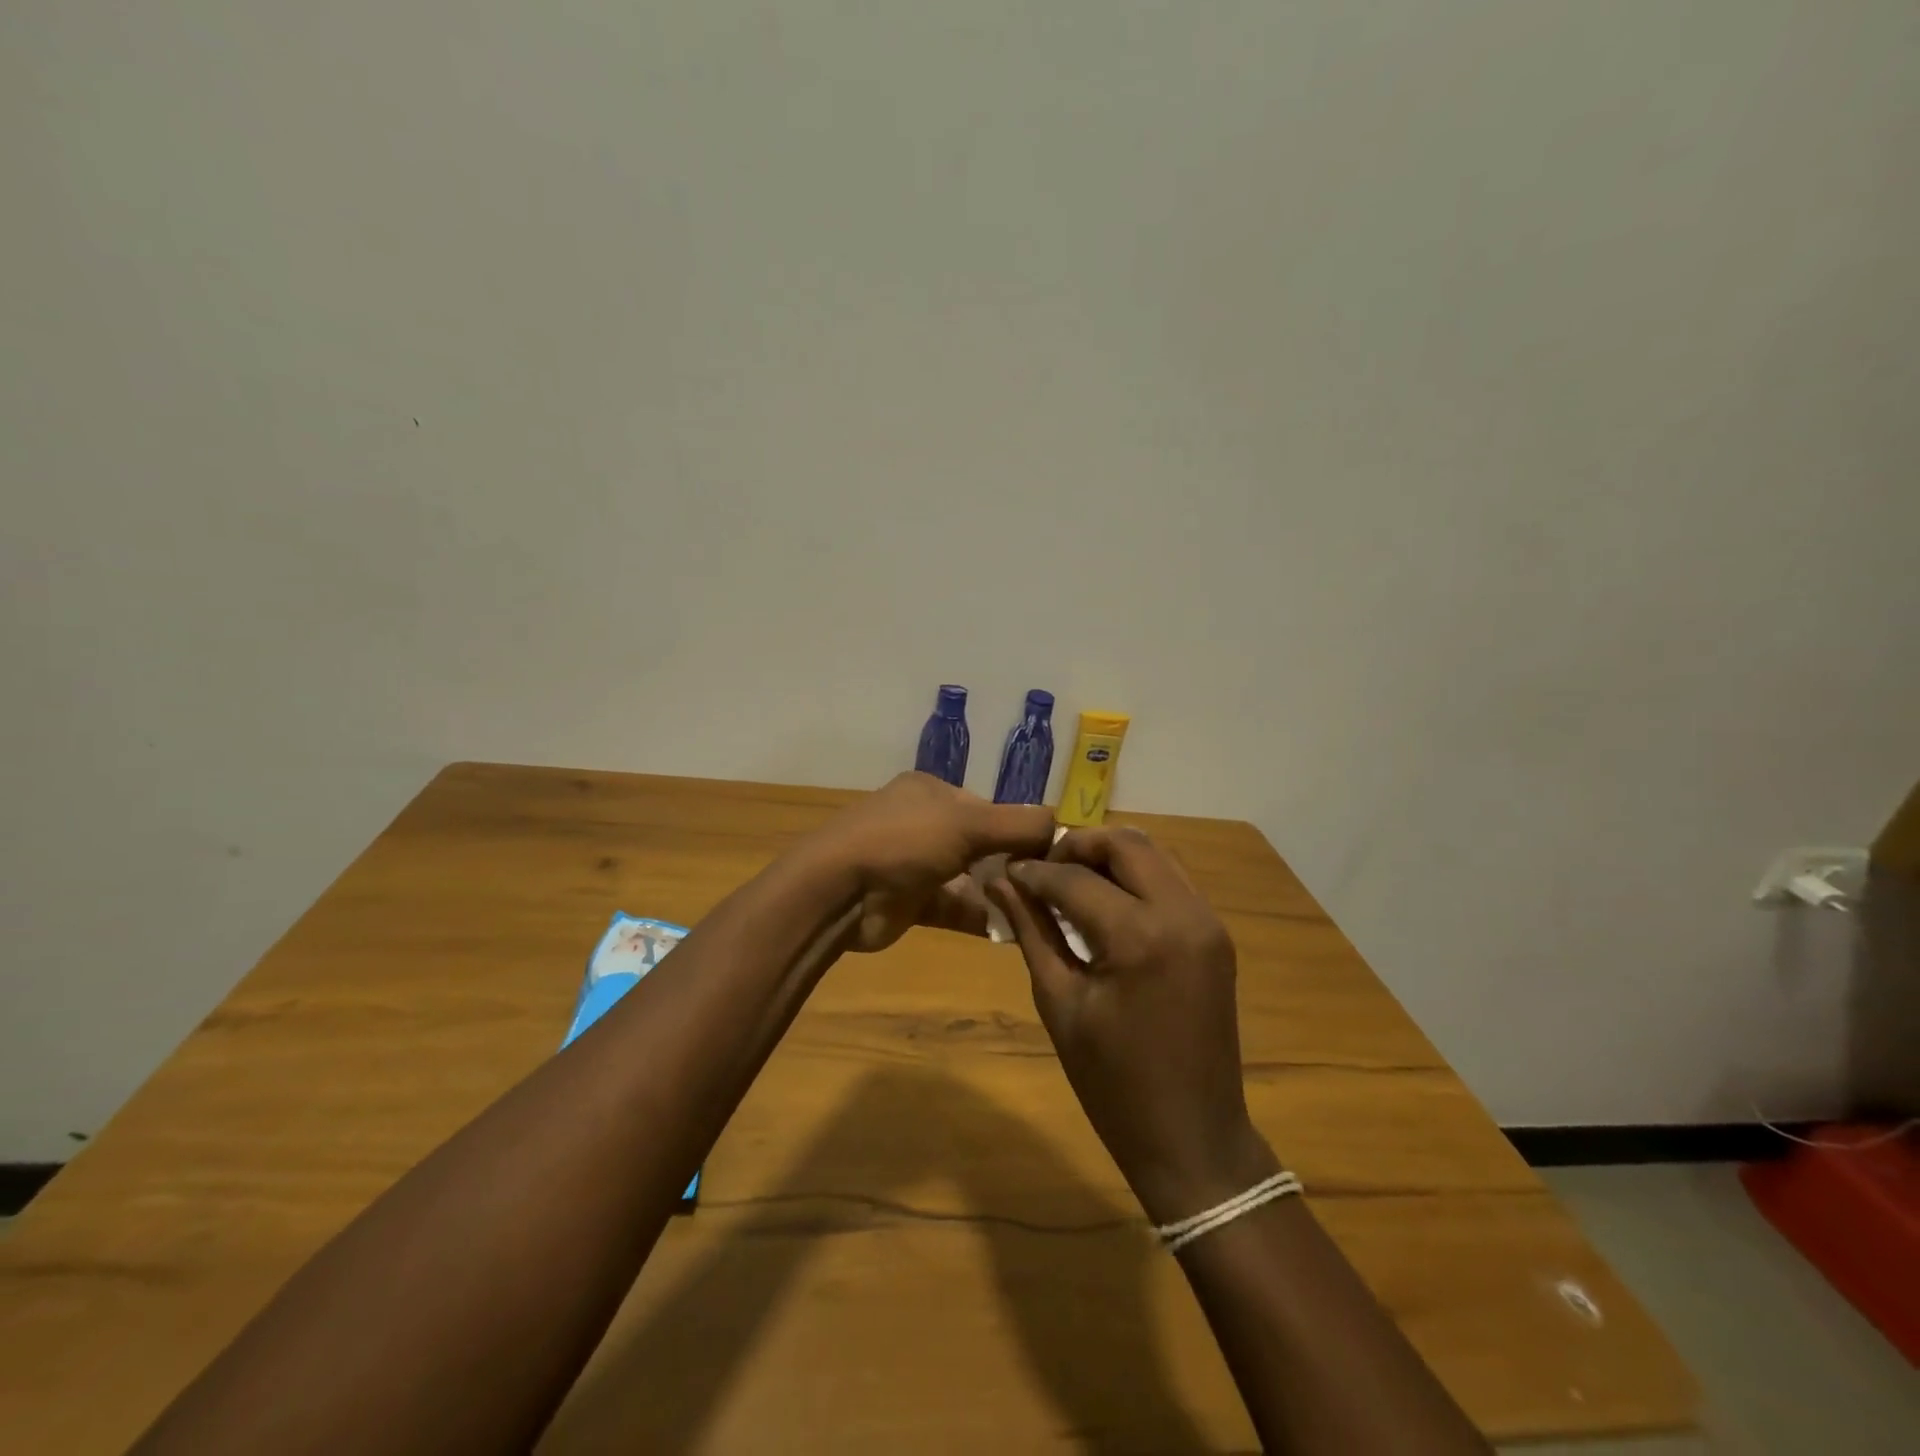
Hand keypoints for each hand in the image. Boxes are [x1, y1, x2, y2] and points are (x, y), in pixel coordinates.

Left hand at [806, 773, 1054, 951]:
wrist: (837, 893)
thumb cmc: (903, 842)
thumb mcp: (967, 823)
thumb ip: (1018, 824)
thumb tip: (1063, 824)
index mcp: (931, 792)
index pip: (989, 807)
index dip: (1020, 829)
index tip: (1053, 855)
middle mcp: (923, 823)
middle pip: (981, 843)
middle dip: (1012, 864)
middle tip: (1051, 888)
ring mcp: (914, 863)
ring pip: (969, 877)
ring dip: (1000, 893)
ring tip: (1042, 912)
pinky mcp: (910, 902)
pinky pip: (955, 906)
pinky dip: (981, 916)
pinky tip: (1014, 931)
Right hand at [987, 826, 1278, 1222]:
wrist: (1193, 1138)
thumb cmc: (1113, 1083)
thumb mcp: (1060, 1003)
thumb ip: (1032, 931)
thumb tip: (999, 882)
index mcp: (1140, 936)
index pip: (1074, 879)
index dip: (1033, 872)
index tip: (1005, 872)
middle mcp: (1182, 913)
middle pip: (1124, 844)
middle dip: (1076, 846)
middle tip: (1040, 869)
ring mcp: (1207, 921)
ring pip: (1152, 854)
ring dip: (1107, 857)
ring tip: (1068, 880)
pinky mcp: (1215, 934)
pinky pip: (1171, 880)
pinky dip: (1134, 877)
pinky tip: (1104, 901)